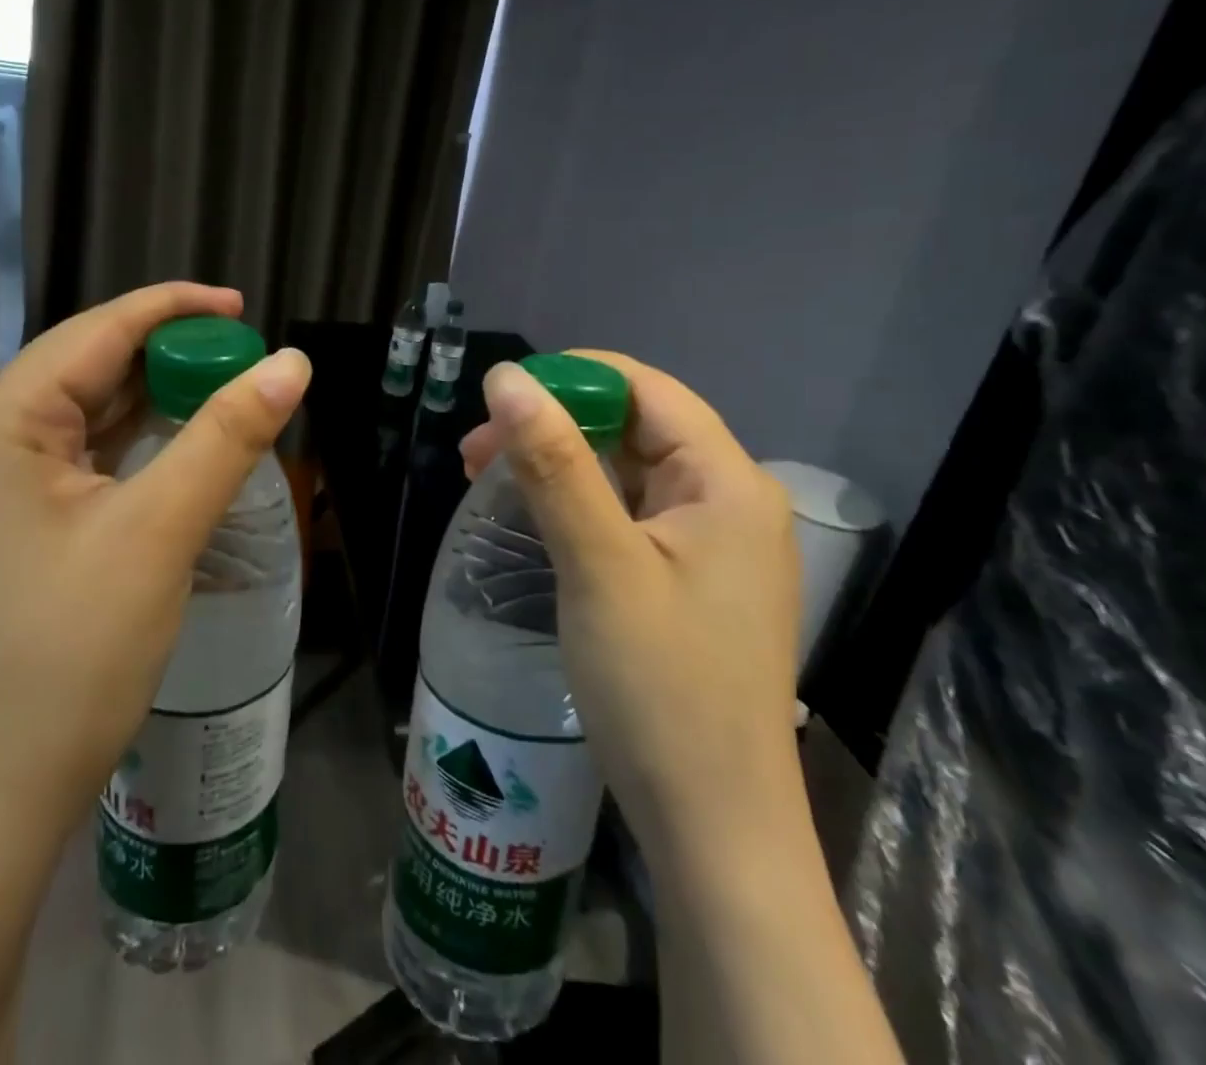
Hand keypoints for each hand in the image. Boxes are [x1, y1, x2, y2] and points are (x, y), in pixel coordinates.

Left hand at [0, 282, 311, 838]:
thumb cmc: (70, 653)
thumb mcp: (159, 530)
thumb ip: (227, 435)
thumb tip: (291, 363)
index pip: (96, 331)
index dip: (174, 309)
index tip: (244, 309)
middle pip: (87, 368)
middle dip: (167, 358)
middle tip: (244, 362)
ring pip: (83, 417)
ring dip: (152, 403)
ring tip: (222, 396)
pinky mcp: (2, 526)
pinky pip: (75, 461)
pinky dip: (130, 447)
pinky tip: (174, 450)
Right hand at [460, 354, 800, 853]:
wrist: (712, 827)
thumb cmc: (660, 687)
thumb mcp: (599, 564)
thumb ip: (553, 464)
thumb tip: (507, 378)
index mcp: (727, 482)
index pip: (647, 390)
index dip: (571, 378)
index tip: (497, 397)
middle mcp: (729, 501)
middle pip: (635, 428)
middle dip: (553, 425)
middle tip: (476, 451)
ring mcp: (712, 544)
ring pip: (625, 472)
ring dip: (558, 465)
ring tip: (487, 479)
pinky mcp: (689, 579)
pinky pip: (628, 515)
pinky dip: (577, 505)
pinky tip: (533, 518)